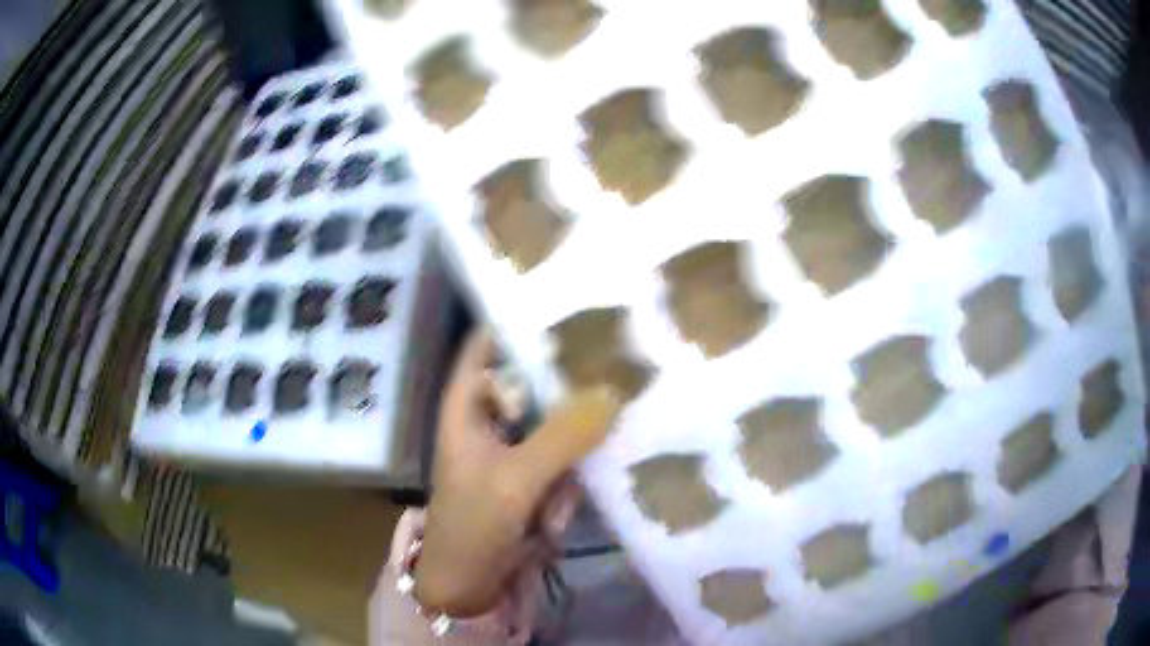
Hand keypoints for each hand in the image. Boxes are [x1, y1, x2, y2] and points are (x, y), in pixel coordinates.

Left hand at [414, 330, 621, 617]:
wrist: (471, 582)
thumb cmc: (474, 525)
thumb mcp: (516, 479)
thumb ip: (563, 436)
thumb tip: (613, 390)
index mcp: (468, 402)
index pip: (491, 340)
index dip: (522, 315)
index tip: (571, 295)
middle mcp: (493, 414)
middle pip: (533, 373)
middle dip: (572, 369)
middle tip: (621, 350)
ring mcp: (517, 444)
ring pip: (557, 411)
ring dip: (583, 419)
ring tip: (619, 407)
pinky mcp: (538, 471)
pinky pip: (568, 448)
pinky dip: (582, 456)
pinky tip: (603, 459)